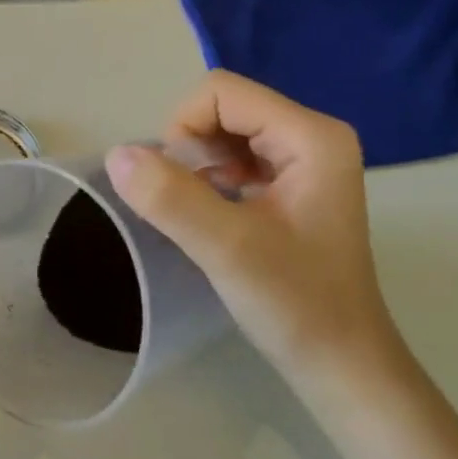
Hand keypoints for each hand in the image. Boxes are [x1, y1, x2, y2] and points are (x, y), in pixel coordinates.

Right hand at [104, 71, 401, 378]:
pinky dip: (210, 183)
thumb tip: (116, 154)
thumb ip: (170, 197)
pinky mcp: (292, 188)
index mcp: (311, 136)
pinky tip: (212, 220)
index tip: (176, 187)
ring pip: (224, 135)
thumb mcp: (227, 248)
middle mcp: (312, 137)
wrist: (341, 365)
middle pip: (222, 109)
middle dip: (189, 150)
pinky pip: (234, 161)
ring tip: (200, 215)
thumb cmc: (296, 304)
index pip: (221, 93)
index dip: (182, 129)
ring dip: (197, 168)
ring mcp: (304, 163)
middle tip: (188, 206)